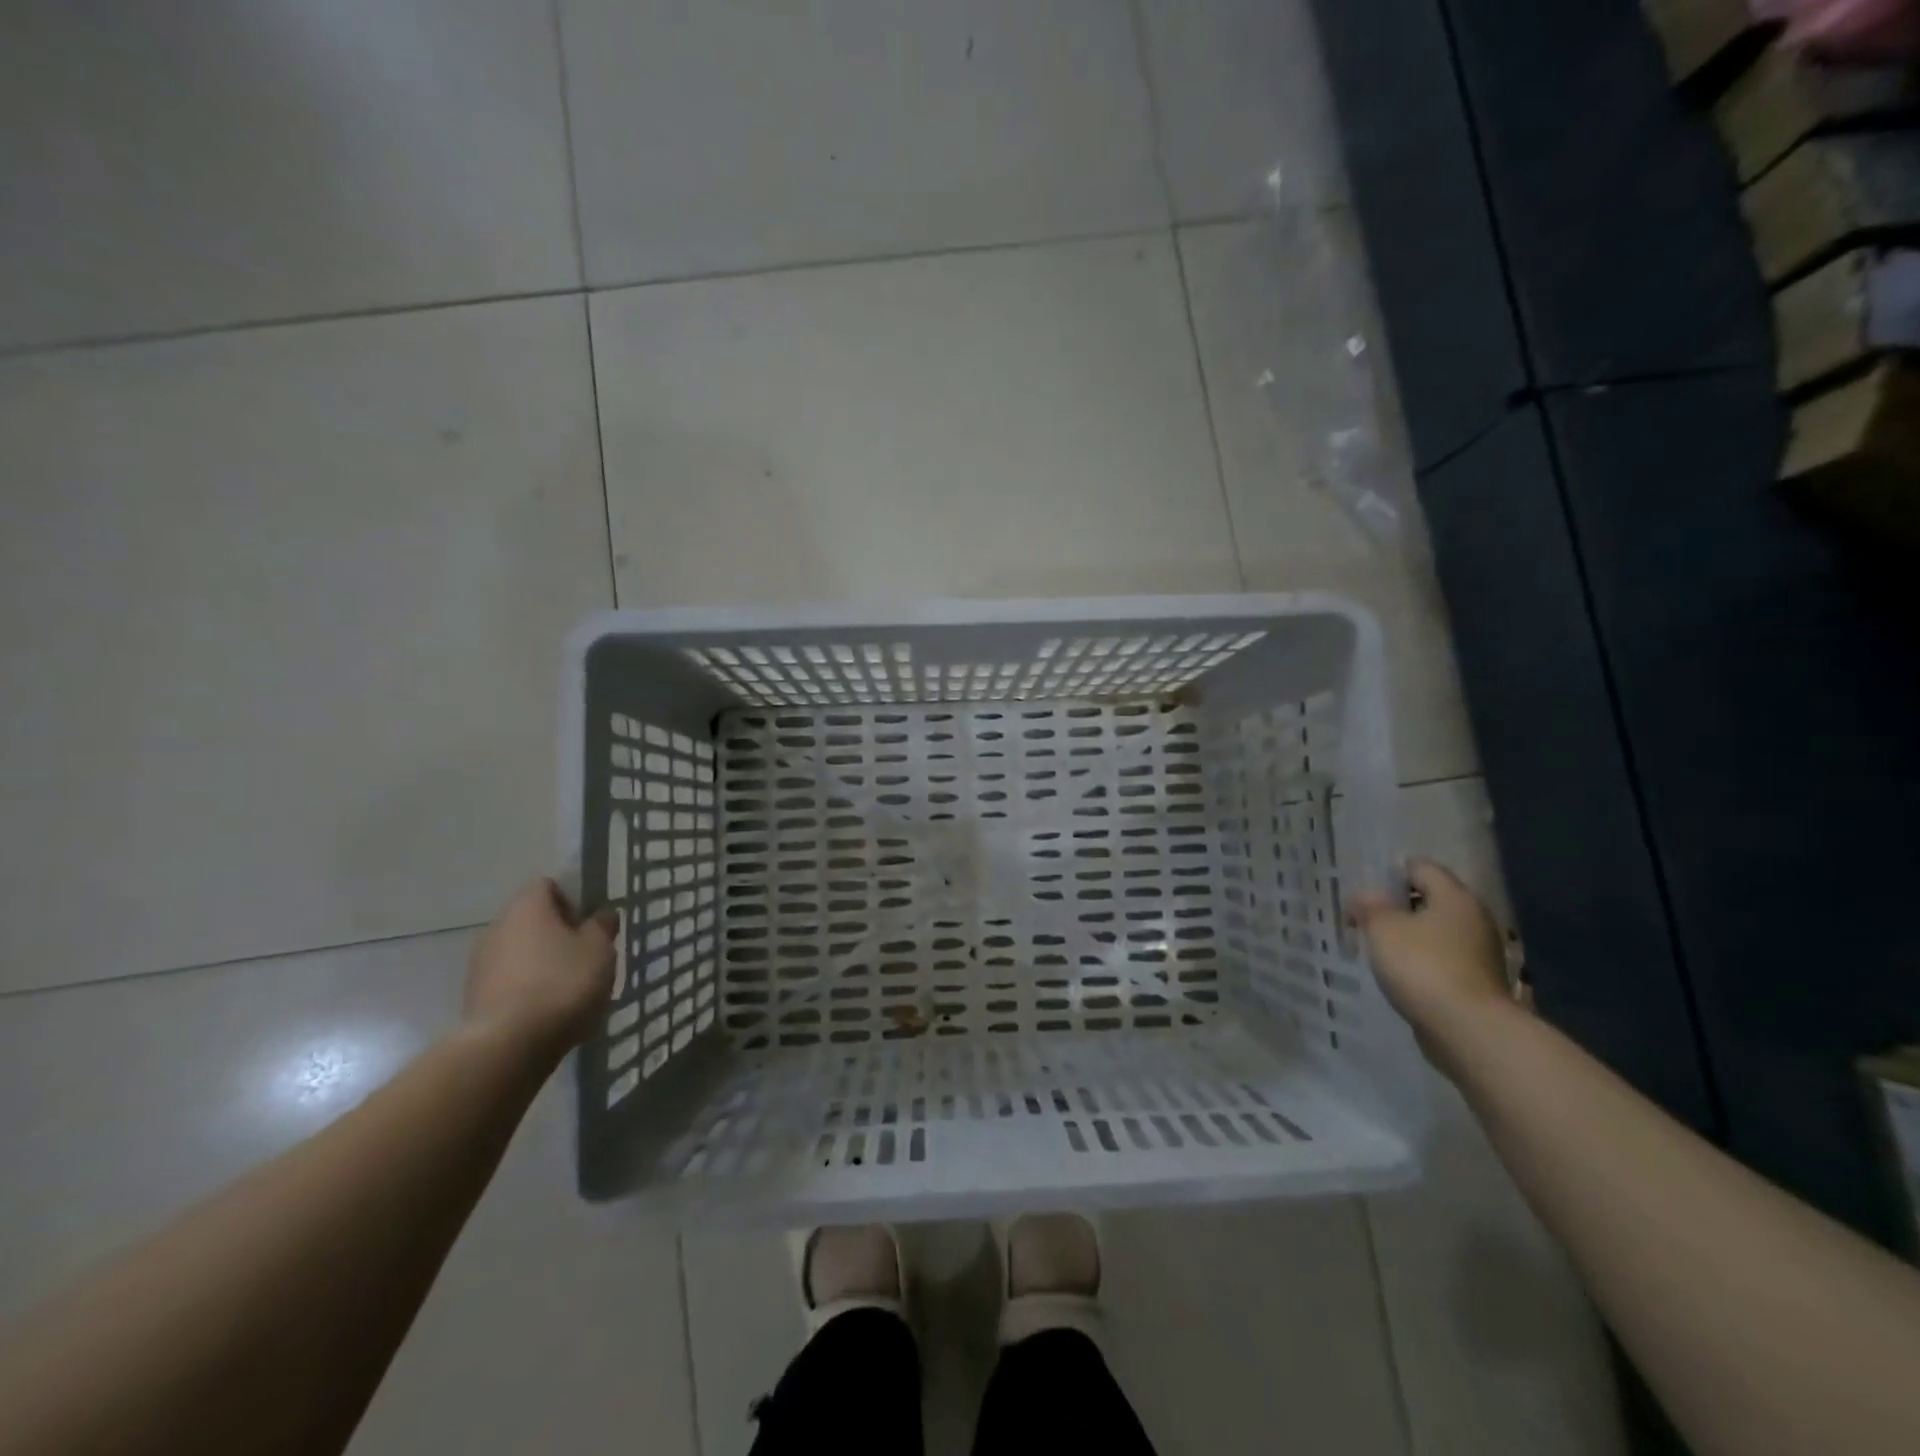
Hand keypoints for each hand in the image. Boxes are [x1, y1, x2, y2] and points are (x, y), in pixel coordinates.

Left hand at [464, 879, 617, 1059]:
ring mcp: (481, 964)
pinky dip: (529, 988)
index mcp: (527, 906)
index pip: (548, 885)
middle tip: (586, 954)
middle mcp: (497, 927)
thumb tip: (602, 913)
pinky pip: (510, 981)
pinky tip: (549, 1009)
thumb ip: (602, 926)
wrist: (508, 1046)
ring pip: (520, 952)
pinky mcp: (475, 997)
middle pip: (532, 920)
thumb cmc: (562, 983)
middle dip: (558, 933)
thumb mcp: (599, 949)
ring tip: (571, 987)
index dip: (572, 898)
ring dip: (542, 962)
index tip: (591, 921)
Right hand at [1350, 859, 1515, 1055]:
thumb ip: (1369, 905)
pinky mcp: (1478, 981)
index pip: (1421, 867)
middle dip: (1398, 906)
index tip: (1365, 893)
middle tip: (1367, 919)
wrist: (1468, 1030)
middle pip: (1431, 899)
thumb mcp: (1382, 928)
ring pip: (1437, 931)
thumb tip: (1366, 895)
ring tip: (1380, 949)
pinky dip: (1423, 961)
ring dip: (1410, 935)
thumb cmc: (1422, 966)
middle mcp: (1474, 918)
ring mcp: (1481, 952)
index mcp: (1455, 897)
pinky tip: (1402, 974)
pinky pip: (1444, 958)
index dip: (1390, 874)